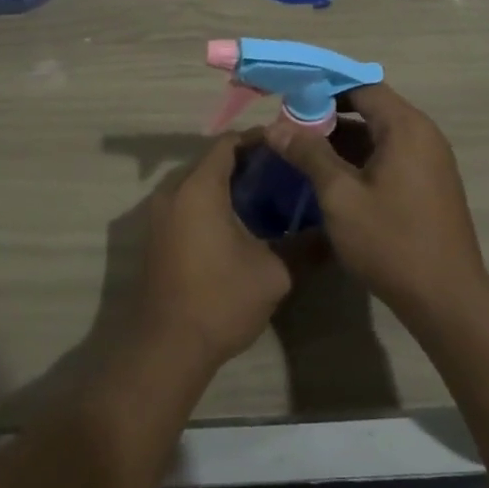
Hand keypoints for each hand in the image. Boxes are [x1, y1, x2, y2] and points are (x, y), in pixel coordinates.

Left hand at [131, 132, 292, 372]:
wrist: (167, 347)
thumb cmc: (220, 300)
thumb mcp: (273, 273)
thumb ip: (303, 246)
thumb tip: (331, 233)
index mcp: (199, 188)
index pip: (229, 143)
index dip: (259, 140)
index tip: (289, 148)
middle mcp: (173, 192)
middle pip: (211, 160)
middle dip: (247, 162)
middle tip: (284, 173)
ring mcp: (159, 214)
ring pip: (198, 183)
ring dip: (228, 184)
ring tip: (268, 197)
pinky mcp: (156, 236)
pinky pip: (187, 203)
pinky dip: (212, 202)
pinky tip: (241, 223)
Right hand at [266, 82, 488, 317]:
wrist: (446, 298)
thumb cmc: (391, 241)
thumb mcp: (340, 196)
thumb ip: (309, 155)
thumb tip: (275, 127)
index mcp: (406, 127)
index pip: (361, 86)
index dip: (323, 86)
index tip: (288, 96)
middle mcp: (423, 135)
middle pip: (370, 108)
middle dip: (328, 114)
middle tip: (288, 127)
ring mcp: (429, 161)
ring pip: (378, 135)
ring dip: (341, 139)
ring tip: (301, 151)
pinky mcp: (428, 185)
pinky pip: (389, 156)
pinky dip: (360, 158)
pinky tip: (330, 176)